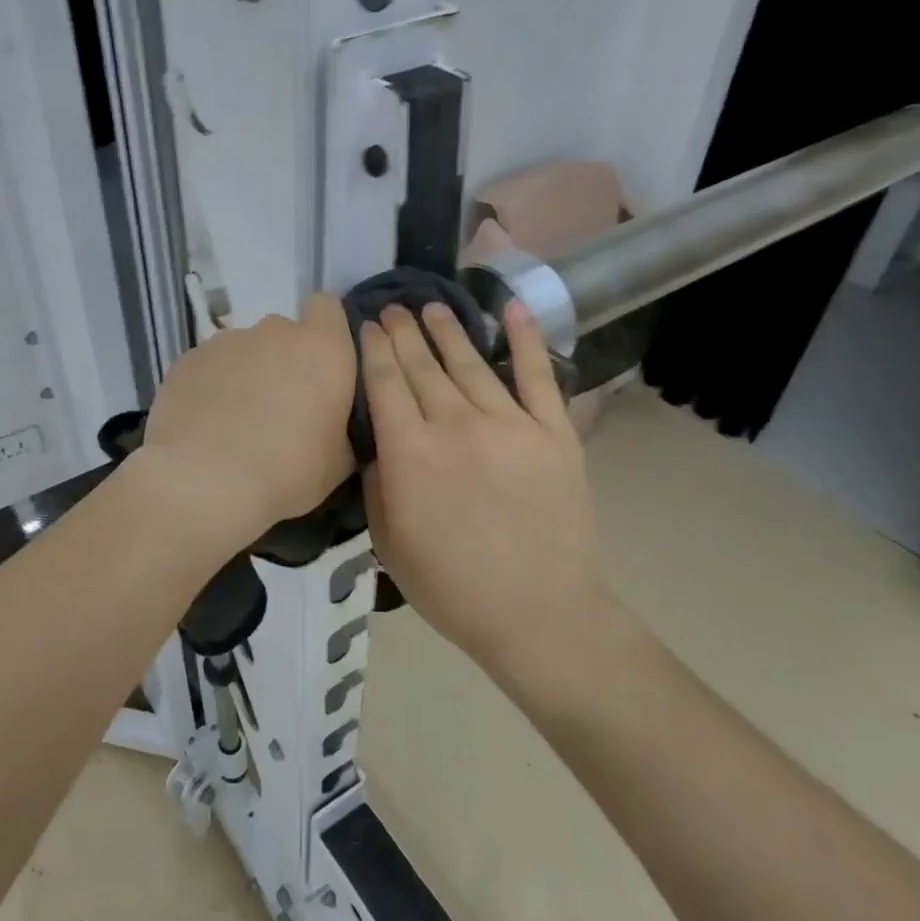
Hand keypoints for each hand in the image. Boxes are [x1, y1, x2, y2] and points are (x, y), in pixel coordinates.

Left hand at [139, 293, 357, 544]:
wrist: (203, 482)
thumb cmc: (286, 471)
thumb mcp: (338, 462)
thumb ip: (341, 426)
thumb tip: (332, 423)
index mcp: (322, 349)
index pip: (327, 307)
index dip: (325, 330)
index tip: (321, 366)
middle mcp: (274, 332)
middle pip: (283, 333)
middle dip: (283, 361)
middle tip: (280, 408)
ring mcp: (225, 342)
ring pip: (243, 350)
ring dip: (246, 375)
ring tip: (236, 422)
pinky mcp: (186, 360)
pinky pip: (209, 367)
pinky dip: (211, 387)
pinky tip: (205, 425)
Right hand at [360, 300, 611, 676]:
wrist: (537, 613)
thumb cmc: (451, 587)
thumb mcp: (388, 542)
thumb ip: (378, 483)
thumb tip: (379, 443)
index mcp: (410, 453)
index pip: (384, 384)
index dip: (373, 350)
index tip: (366, 326)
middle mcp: (456, 425)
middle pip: (423, 366)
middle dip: (403, 333)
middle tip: (392, 308)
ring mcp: (510, 424)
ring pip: (471, 363)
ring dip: (449, 331)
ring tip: (433, 307)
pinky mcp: (553, 432)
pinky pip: (537, 376)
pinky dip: (526, 340)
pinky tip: (512, 310)